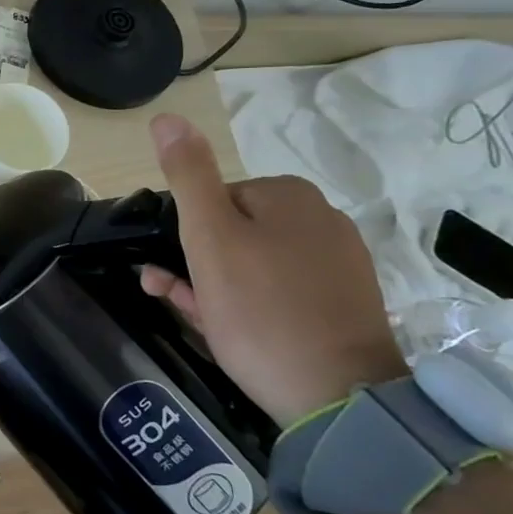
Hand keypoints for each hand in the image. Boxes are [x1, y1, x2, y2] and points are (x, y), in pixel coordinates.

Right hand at [140, 113, 405, 425]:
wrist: (338, 398)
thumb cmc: (260, 311)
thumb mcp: (209, 238)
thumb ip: (188, 176)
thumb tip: (167, 116)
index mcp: (288, 195)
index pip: (212, 201)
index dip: (184, 237)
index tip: (175, 272)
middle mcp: (321, 219)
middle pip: (233, 233)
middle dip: (197, 264)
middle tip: (181, 300)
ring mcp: (339, 264)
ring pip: (253, 264)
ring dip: (217, 287)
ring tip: (203, 322)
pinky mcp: (345, 304)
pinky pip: (280, 291)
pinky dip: (251, 305)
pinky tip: (236, 331)